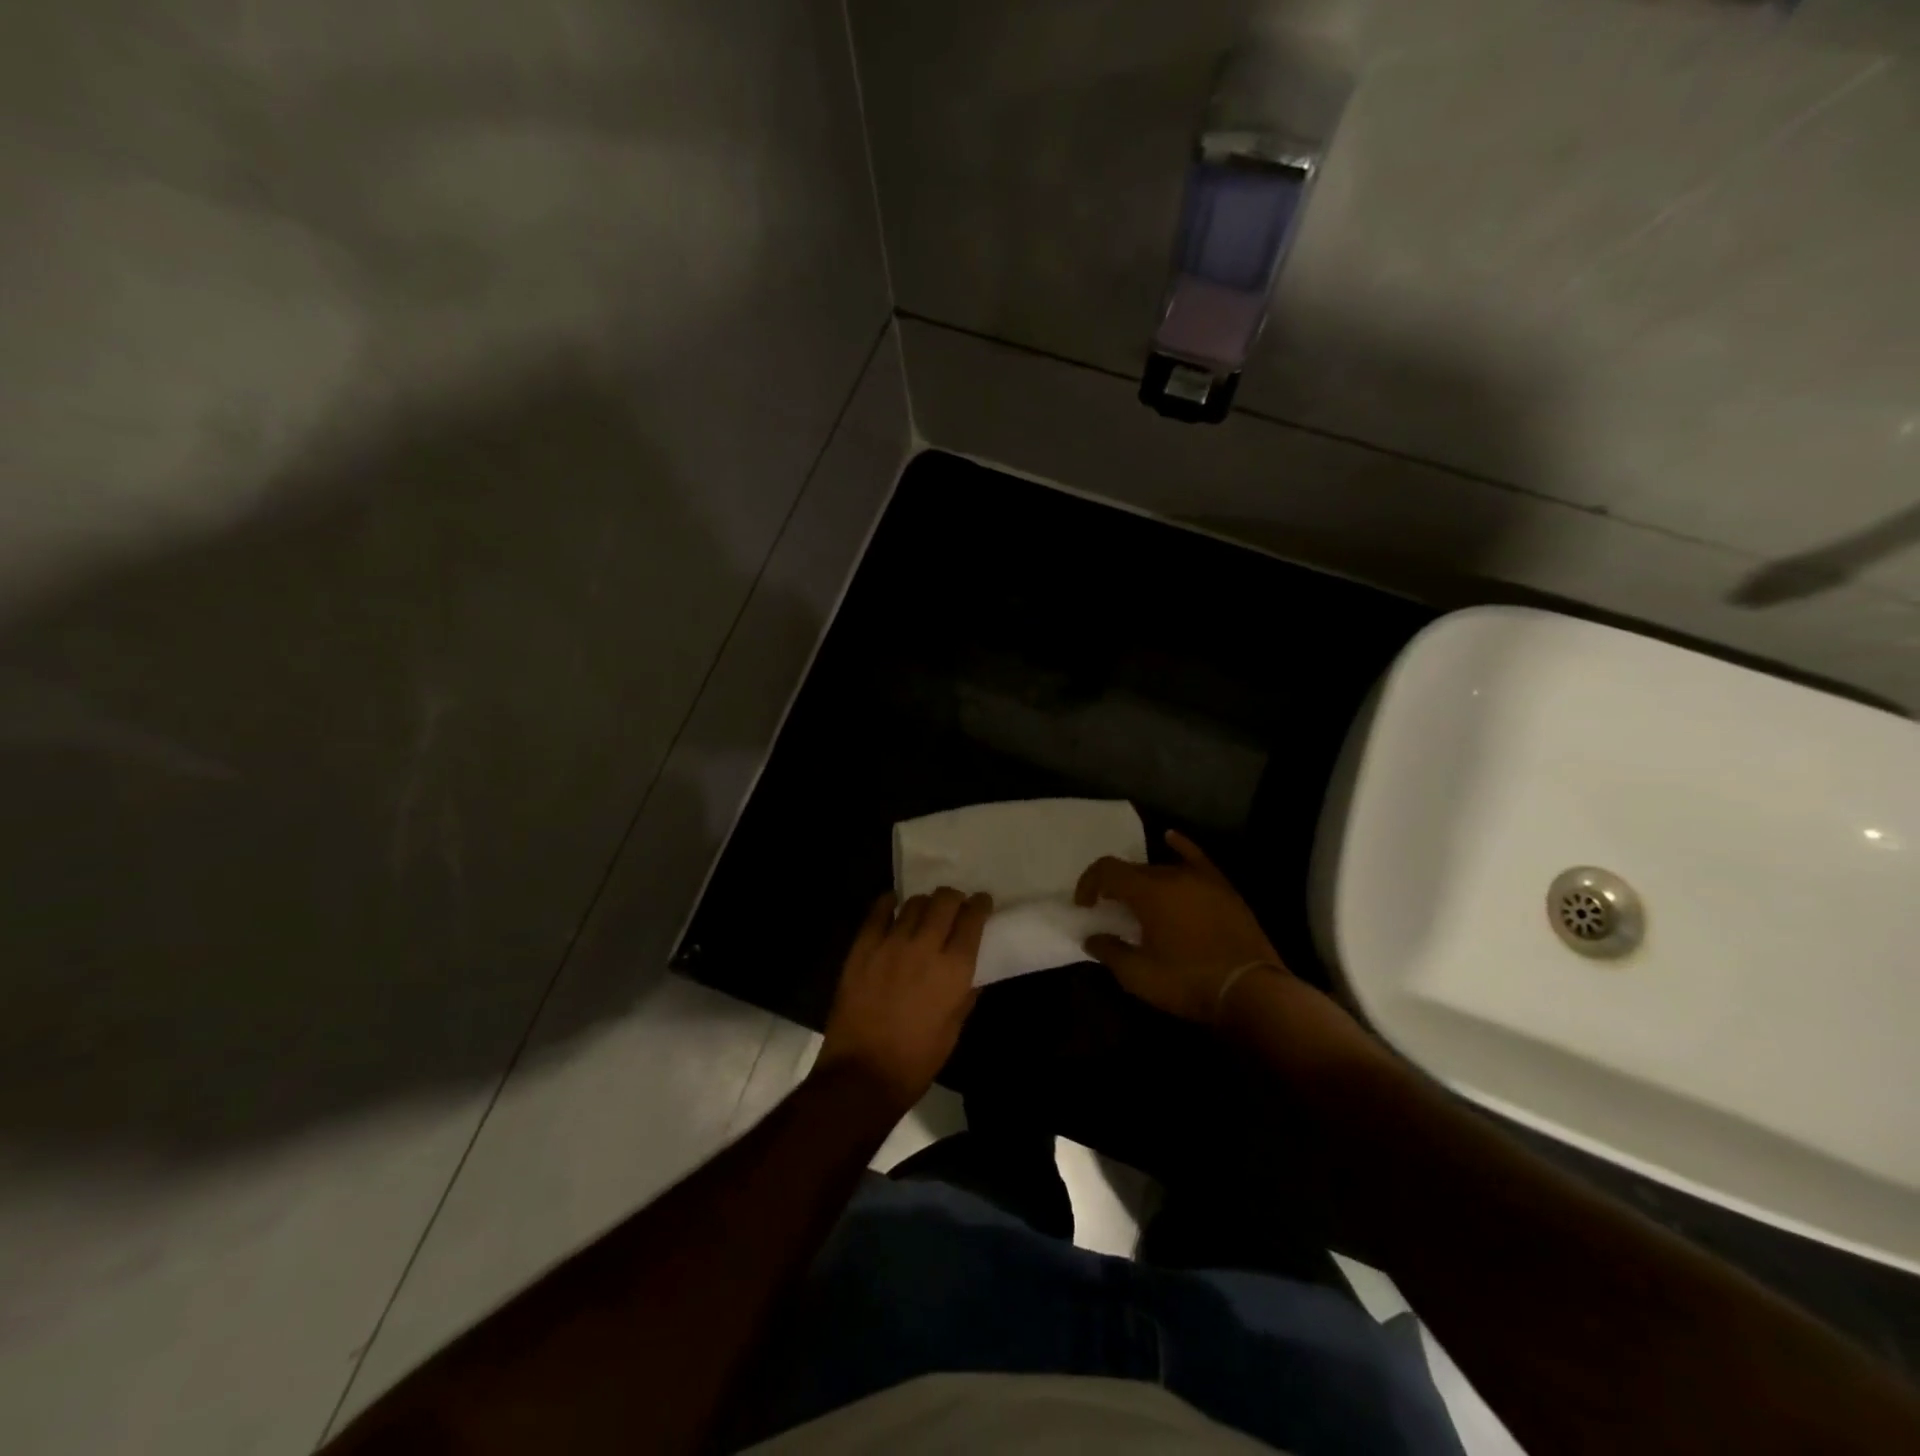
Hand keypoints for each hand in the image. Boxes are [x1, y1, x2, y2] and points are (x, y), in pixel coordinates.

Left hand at [817, 888, 990, 1112]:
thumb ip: (966, 993)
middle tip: (954, 907)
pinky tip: (893, 906)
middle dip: (954, 898)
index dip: (980, 905)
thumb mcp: (954, 1029)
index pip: (973, 919)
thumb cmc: (917, 1060)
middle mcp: (925, 947)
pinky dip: (890, 904)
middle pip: (945, 900)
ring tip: (925, 913)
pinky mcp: (863, 948)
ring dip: (925, 904)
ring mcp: (891, 944)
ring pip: (915, 903)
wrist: (863, 1074)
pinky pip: (878, 911)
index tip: (981, 903)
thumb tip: (972, 972)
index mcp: (954, 969)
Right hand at [1074, 829, 1285, 1023]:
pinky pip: (1197, 859)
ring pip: (1162, 869)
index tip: (1084, 906)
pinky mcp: (1223, 889)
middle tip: (1109, 911)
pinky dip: (1181, 846)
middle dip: (1115, 887)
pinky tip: (1170, 838)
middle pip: (1134, 870)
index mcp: (1148, 891)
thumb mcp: (1139, 975)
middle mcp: (1173, 875)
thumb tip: (1092, 938)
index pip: (1107, 870)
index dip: (1089, 883)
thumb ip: (1110, 952)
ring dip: (1143, 882)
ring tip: (1137, 902)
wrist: (1250, 990)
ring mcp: (1202, 880)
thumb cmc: (1188, 981)